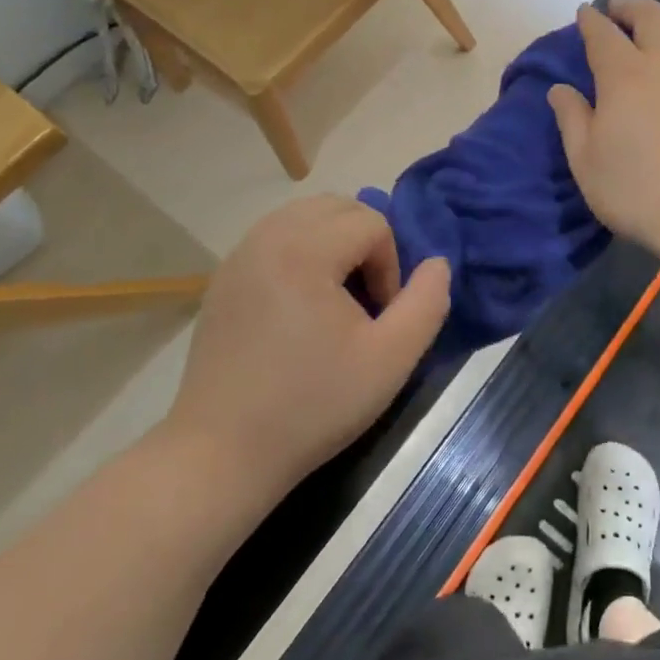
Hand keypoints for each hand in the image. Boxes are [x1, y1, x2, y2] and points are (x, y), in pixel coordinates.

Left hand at [161, 196, 450, 494]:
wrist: (221, 453)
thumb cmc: (312, 405)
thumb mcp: (391, 359)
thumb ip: (427, 303)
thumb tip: (437, 263)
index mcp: (305, 249)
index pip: (372, 223)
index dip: (390, 267)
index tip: (379, 318)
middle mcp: (268, 236)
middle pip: (338, 207)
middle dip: (365, 242)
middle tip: (365, 298)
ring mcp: (239, 255)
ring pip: (305, 216)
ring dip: (334, 243)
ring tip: (337, 297)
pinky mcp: (223, 277)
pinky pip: (276, 237)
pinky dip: (302, 251)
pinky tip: (301, 305)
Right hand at [548, 0, 659, 268]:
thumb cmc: (638, 191)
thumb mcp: (586, 161)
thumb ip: (571, 118)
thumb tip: (559, 88)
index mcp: (625, 75)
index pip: (603, 33)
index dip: (591, 20)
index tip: (584, 13)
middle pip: (651, 16)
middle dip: (630, 7)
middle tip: (617, 11)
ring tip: (654, 27)